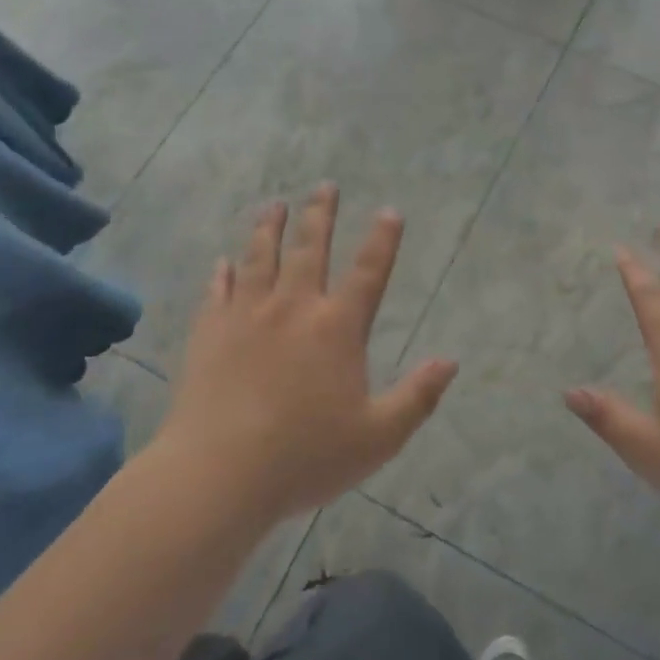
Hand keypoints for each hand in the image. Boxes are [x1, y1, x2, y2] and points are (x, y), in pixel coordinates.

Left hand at [158, 184, 457, 524]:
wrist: (219, 474)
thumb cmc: (305, 456)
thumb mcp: (378, 437)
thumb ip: (417, 397)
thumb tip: (450, 361)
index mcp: (337, 328)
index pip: (368, 272)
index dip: (382, 240)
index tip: (389, 211)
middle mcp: (293, 308)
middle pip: (309, 248)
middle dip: (320, 215)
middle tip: (325, 186)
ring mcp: (246, 316)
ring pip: (260, 258)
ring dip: (269, 228)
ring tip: (274, 205)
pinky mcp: (209, 333)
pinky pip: (217, 291)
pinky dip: (221, 273)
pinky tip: (221, 262)